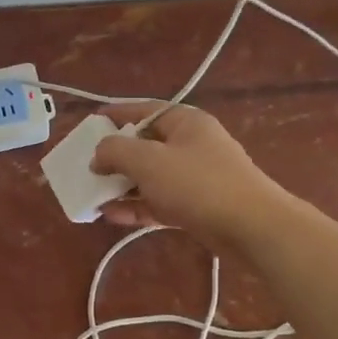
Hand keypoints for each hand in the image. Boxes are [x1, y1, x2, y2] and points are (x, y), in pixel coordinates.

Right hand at [91, 103, 294, 255]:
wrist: (252, 228)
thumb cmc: (198, 184)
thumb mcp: (149, 161)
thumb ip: (116, 151)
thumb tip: (98, 154)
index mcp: (185, 122)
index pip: (143, 110)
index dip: (114, 115)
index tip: (88, 125)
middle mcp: (191, 144)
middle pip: (145, 145)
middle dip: (114, 158)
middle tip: (86, 168)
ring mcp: (196, 177)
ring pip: (150, 176)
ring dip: (122, 185)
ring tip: (91, 196)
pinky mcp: (197, 206)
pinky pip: (160, 201)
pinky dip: (137, 205)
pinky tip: (111, 215)